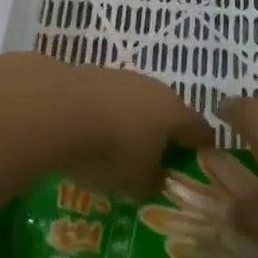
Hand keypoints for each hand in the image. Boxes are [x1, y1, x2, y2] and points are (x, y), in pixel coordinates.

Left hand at [0, 53, 212, 197]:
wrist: (55, 109)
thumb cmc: (110, 150)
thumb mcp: (136, 182)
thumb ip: (152, 183)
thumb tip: (156, 181)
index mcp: (175, 112)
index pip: (200, 130)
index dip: (202, 150)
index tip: (197, 167)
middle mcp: (154, 88)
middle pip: (167, 113)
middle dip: (162, 137)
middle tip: (153, 163)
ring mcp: (120, 77)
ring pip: (135, 104)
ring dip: (129, 124)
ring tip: (115, 151)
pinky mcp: (89, 74)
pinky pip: (106, 101)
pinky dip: (103, 117)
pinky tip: (87, 135)